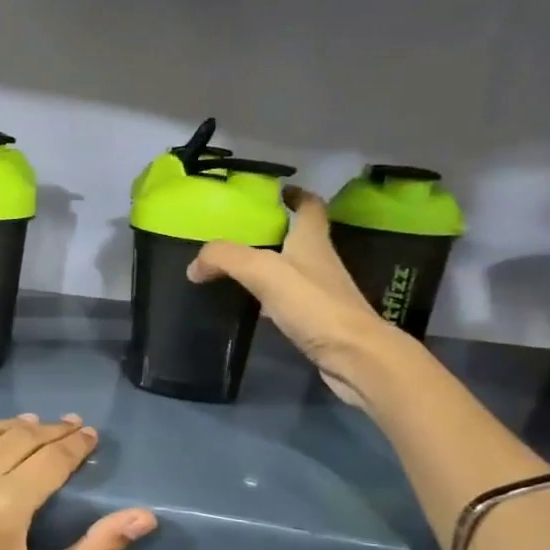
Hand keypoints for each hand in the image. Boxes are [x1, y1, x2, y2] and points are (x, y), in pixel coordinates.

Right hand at [188, 185, 404, 408]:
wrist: (354, 357)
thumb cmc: (313, 305)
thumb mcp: (263, 271)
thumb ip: (226, 259)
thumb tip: (194, 266)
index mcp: (312, 240)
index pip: (309, 206)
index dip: (295, 194)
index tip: (275, 191)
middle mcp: (320, 261)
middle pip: (297, 237)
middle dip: (272, 231)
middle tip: (237, 232)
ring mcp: (321, 293)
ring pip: (291, 269)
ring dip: (267, 265)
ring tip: (234, 268)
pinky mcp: (317, 321)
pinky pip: (288, 300)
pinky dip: (268, 298)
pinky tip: (249, 306)